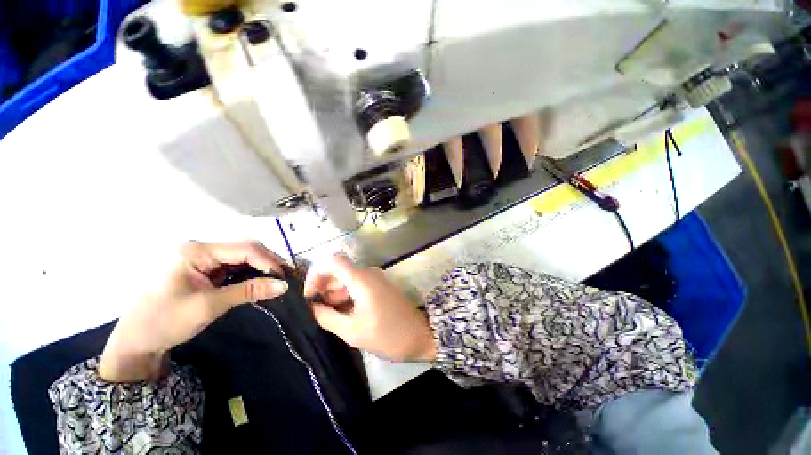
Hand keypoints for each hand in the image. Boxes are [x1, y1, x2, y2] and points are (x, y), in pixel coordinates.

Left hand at [98, 241, 288, 381]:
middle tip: (285, 277)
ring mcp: (202, 260)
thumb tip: (283, 285)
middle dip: (267, 262)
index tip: (286, 276)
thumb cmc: (166, 321)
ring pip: (242, 258)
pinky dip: (250, 275)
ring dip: (261, 268)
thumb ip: (248, 291)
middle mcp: (200, 250)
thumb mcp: (209, 305)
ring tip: (277, 280)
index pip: (243, 249)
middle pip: (244, 250)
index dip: (268, 260)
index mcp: (196, 251)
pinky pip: (234, 268)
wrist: (136, 342)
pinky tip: (260, 282)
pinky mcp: (204, 271)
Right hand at [303, 254, 435, 362]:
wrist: (420, 335)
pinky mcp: (380, 285)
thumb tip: (311, 307)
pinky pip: (358, 284)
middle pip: (339, 270)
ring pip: (348, 278)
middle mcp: (368, 272)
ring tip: (332, 316)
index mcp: (361, 279)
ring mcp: (376, 278)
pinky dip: (347, 295)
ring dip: (335, 293)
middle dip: (325, 288)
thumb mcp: (353, 331)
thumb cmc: (387, 335)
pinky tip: (345, 313)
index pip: (332, 260)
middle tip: (319, 312)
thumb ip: (327, 317)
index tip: (310, 296)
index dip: (316, 274)